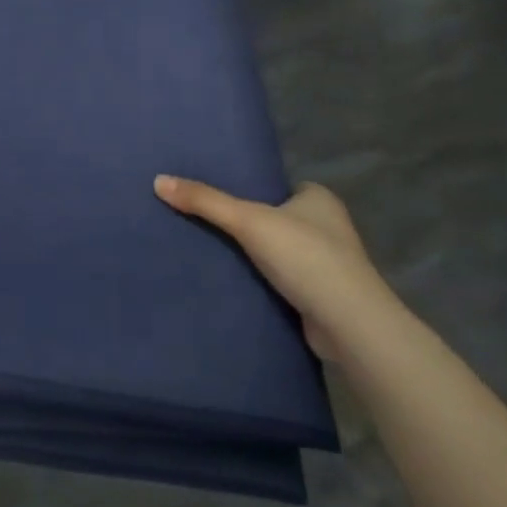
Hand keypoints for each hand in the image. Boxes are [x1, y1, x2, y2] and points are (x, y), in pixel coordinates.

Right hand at [152, 176, 404, 363]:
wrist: (349, 325)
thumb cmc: (306, 258)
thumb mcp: (248, 221)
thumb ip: (204, 201)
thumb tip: (157, 181)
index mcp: (320, 199)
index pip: (279, 186)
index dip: (250, 190)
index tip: (218, 195)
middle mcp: (328, 227)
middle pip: (276, 217)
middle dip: (248, 222)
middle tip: (205, 221)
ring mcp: (328, 264)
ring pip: (279, 250)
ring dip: (254, 254)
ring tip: (210, 249)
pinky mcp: (320, 295)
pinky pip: (282, 278)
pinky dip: (262, 279)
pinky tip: (233, 280)